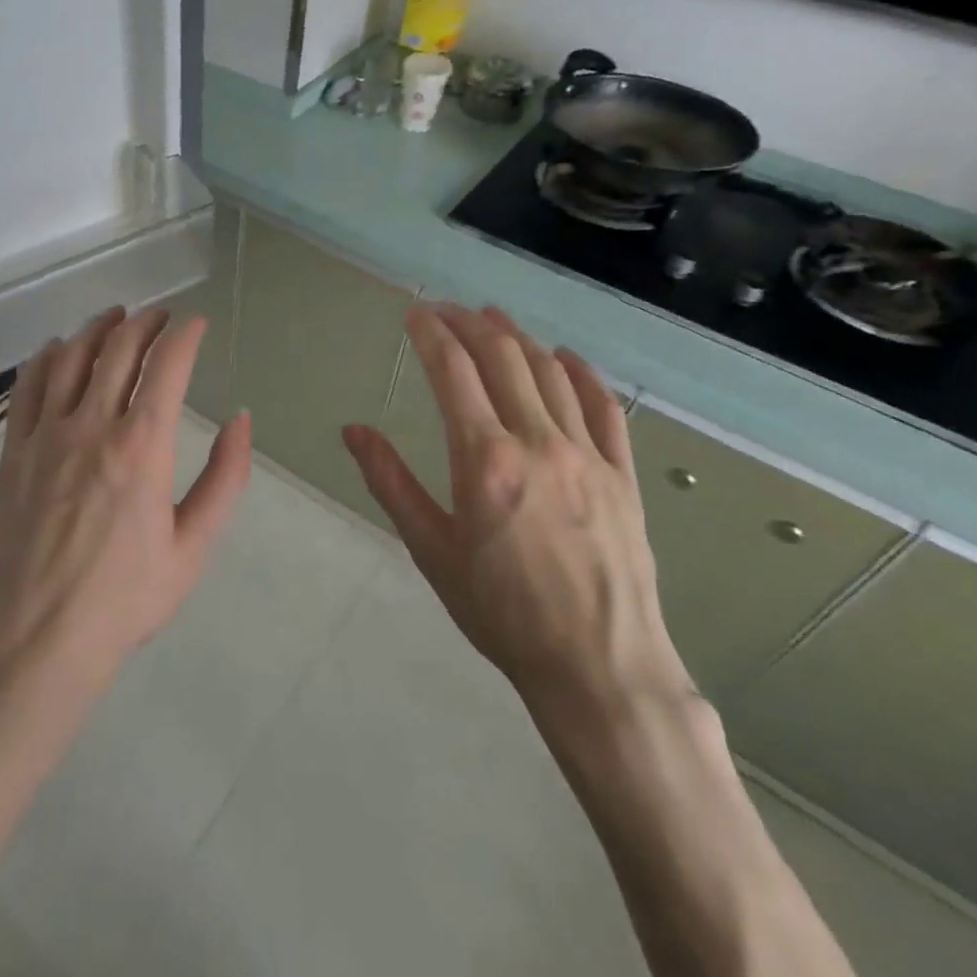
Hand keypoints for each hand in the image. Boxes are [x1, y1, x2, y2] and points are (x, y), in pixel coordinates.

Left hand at [0, 305, 251, 689]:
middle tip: (161, 316)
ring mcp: (46, 435)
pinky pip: (27, 386)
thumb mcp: (193, 547)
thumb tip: (241, 420)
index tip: (196, 323)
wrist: (36, 638)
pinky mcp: (14, 451)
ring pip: (71, 357)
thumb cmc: (124, 598)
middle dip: (145, 322)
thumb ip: (224, 478)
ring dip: (97, 328)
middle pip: (119, 348)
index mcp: (142, 446)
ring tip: (115, 316)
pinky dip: (46, 357)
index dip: (185, 334)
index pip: (167, 365)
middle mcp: (92, 425)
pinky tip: (58, 348)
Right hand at [342, 303, 691, 731]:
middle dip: (470, 323)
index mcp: (485, 459)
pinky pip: (603, 406)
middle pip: (502, 357)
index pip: (453, 371)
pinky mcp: (622, 473)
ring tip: (494, 317)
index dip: (431, 333)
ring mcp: (587, 454)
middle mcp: (537, 441)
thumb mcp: (432, 550)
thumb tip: (353, 430)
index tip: (415, 313)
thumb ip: (391, 482)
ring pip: (550, 372)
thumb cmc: (501, 613)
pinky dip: (580, 372)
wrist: (598, 667)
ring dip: (518, 337)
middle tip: (447, 309)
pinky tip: (564, 357)